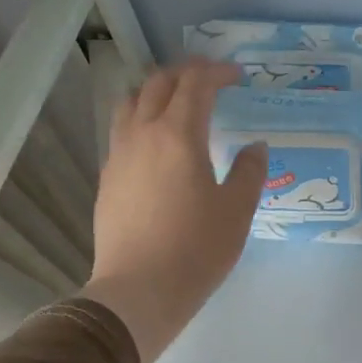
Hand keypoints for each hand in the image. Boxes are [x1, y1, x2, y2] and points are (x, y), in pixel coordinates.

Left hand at [81, 61, 266, 362]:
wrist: (140, 290)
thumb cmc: (197, 249)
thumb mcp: (237, 210)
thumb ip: (249, 171)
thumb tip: (254, 146)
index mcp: (179, 135)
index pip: (195, 85)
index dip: (216, 72)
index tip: (236, 75)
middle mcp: (143, 134)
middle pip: (158, 84)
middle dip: (185, 73)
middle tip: (209, 79)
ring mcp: (119, 155)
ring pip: (131, 102)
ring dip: (155, 91)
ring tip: (176, 102)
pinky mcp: (108, 178)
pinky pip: (121, 130)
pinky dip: (141, 119)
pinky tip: (155, 143)